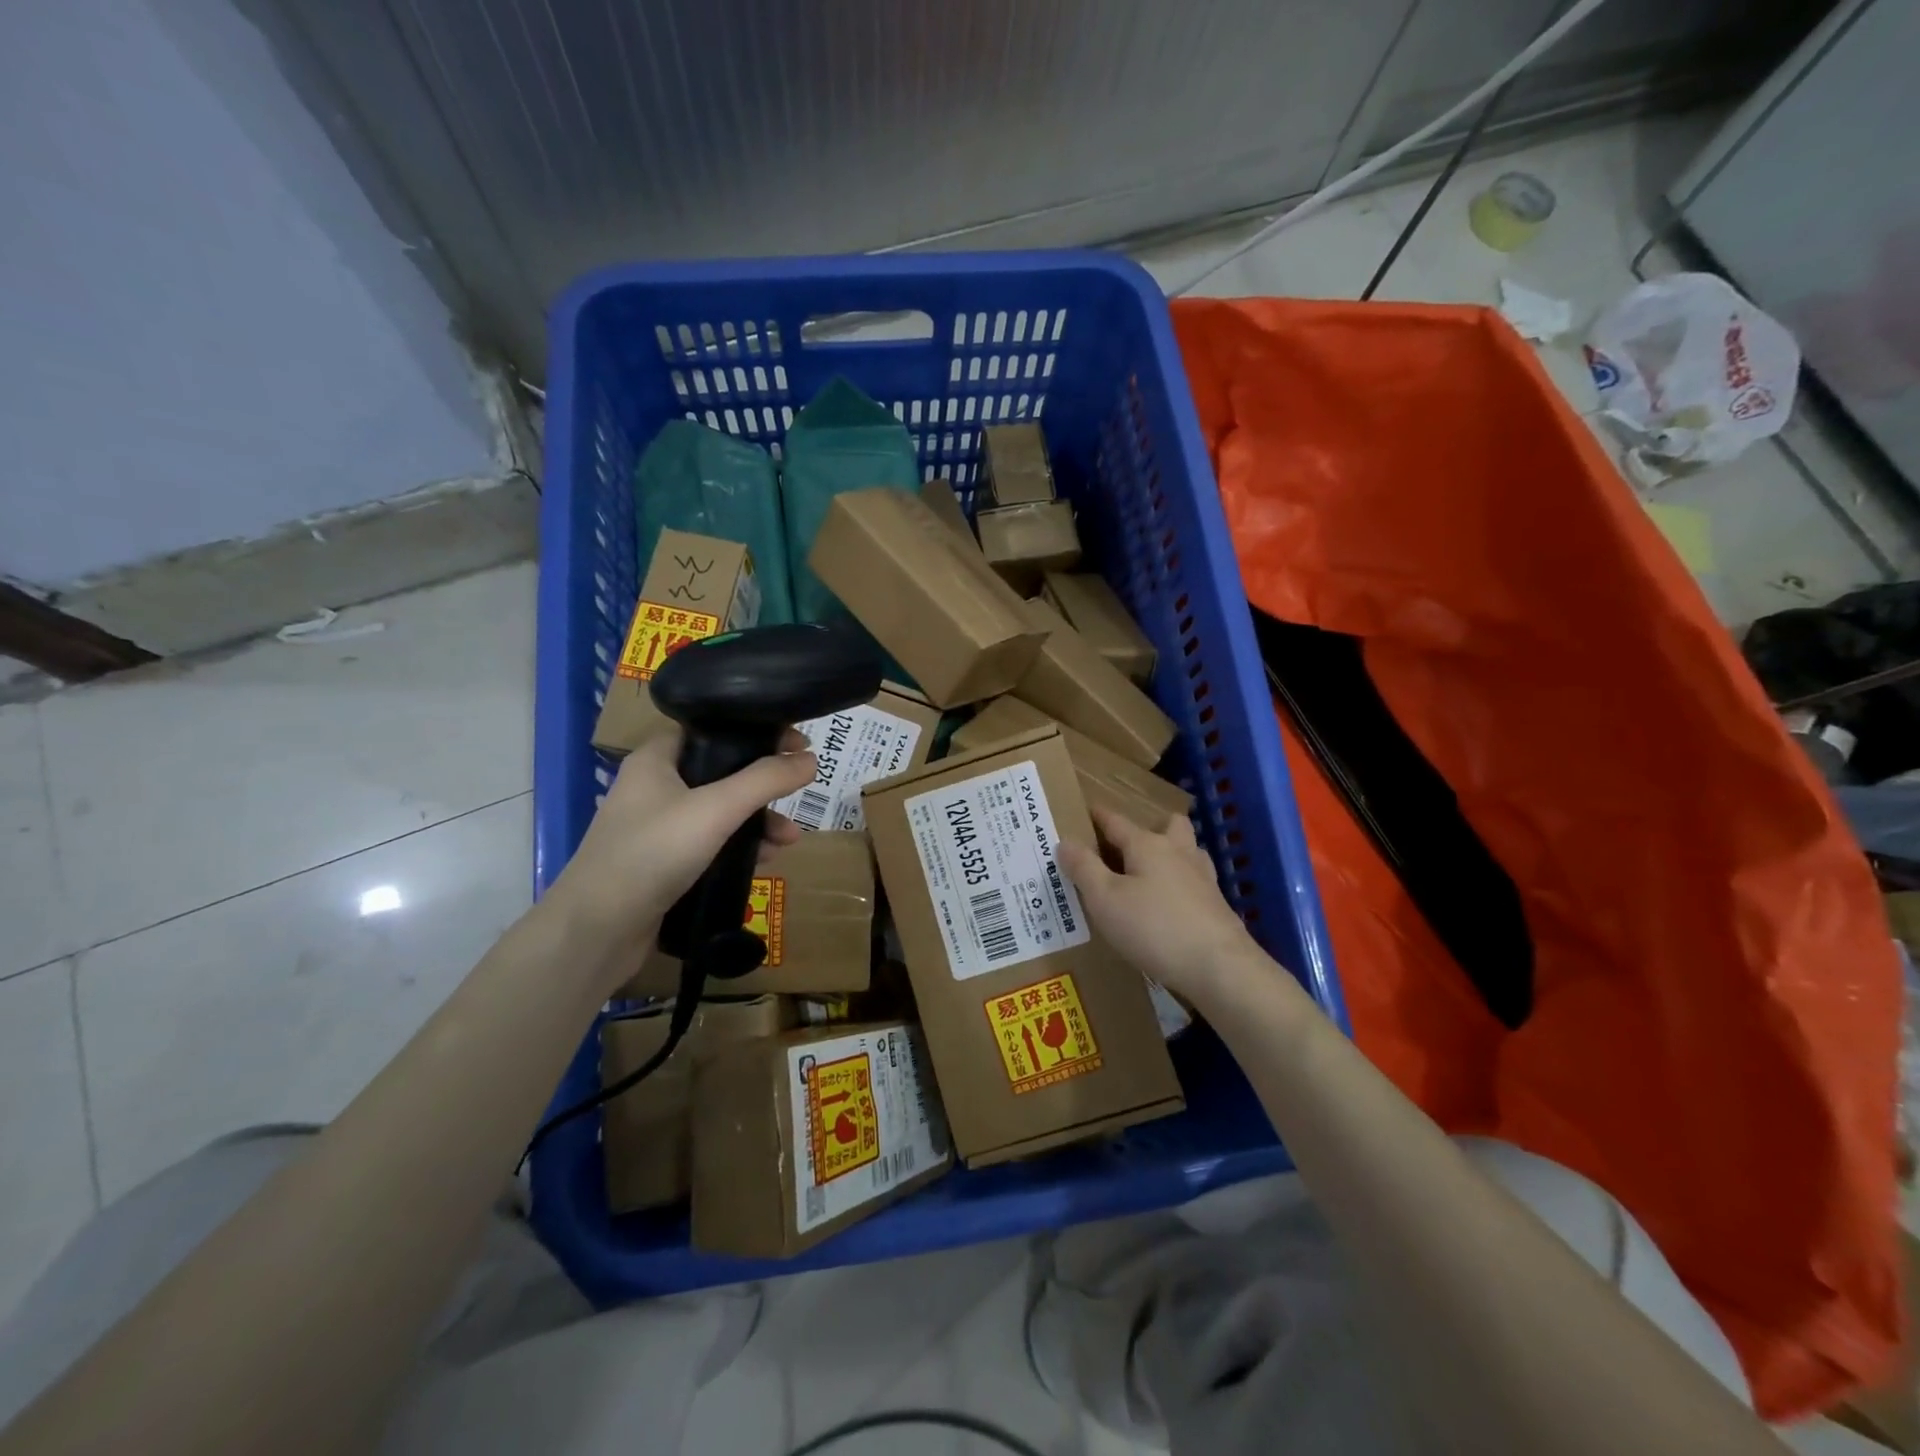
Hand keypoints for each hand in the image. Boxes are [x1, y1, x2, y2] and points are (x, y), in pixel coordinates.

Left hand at [541, 726, 814, 976]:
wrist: (596, 931)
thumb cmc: (652, 853)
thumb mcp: (716, 809)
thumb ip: (765, 780)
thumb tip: (810, 759)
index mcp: (657, 759)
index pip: (712, 728)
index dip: (755, 731)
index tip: (797, 743)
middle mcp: (656, 786)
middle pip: (723, 771)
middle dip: (764, 785)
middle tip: (798, 791)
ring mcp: (659, 827)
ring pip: (721, 811)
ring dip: (758, 821)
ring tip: (789, 839)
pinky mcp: (665, 863)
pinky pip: (713, 844)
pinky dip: (740, 847)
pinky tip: (765, 860)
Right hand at [1060, 807, 1261, 1003]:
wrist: (1219, 967)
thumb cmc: (1154, 928)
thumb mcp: (1105, 899)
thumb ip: (1083, 868)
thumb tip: (1065, 841)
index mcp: (1147, 845)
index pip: (1117, 821)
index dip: (1098, 816)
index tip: (1085, 810)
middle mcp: (1178, 852)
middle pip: (1168, 825)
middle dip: (1150, 826)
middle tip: (1128, 844)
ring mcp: (1203, 878)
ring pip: (1187, 850)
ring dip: (1171, 853)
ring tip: (1150, 872)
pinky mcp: (1217, 905)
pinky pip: (1195, 881)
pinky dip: (1181, 883)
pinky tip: (1171, 904)